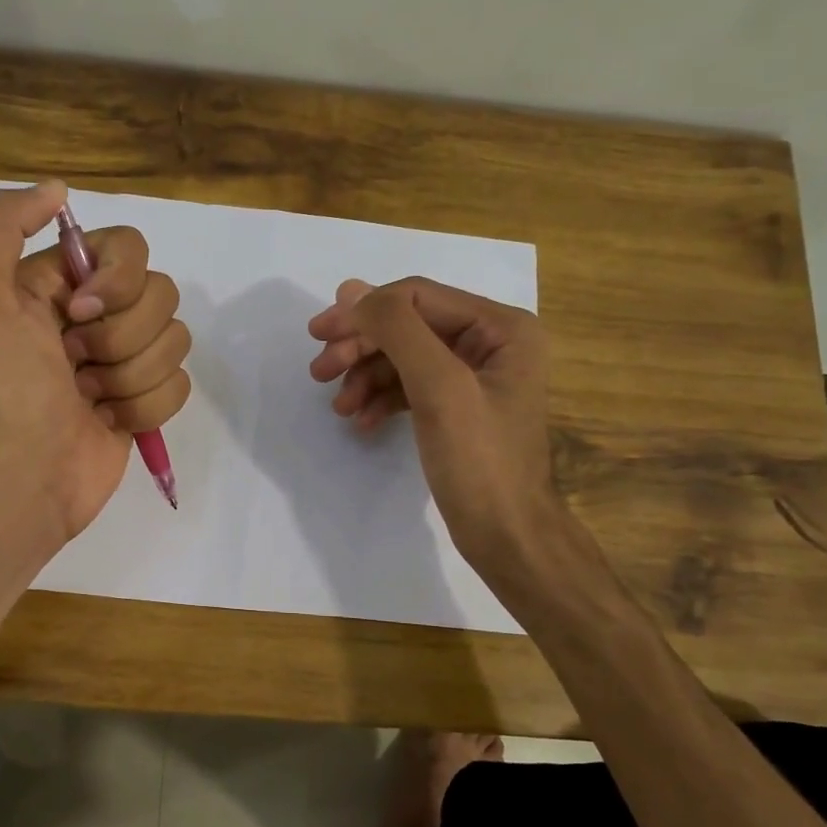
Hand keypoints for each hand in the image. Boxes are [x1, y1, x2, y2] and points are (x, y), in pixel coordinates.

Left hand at [0, 182, 190, 542]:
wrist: (26, 475)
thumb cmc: (4, 388)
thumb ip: (0, 225)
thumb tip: (58, 190)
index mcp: (60, 282)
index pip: (129, 247)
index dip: (117, 281)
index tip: (78, 315)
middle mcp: (96, 314)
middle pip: (161, 294)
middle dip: (120, 338)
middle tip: (74, 365)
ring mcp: (125, 358)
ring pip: (175, 340)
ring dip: (130, 376)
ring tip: (88, 397)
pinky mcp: (145, 398)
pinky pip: (180, 383)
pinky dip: (145, 406)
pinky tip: (107, 419)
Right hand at [307, 276, 558, 574]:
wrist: (508, 537)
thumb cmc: (480, 460)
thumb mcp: (439, 388)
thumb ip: (397, 331)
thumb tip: (350, 289)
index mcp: (501, 327)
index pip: (417, 298)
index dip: (364, 311)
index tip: (318, 336)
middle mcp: (491, 342)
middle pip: (408, 326)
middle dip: (361, 346)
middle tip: (318, 372)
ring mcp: (474, 376)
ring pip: (403, 357)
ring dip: (365, 376)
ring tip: (339, 406)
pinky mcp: (458, 406)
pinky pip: (410, 387)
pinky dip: (381, 399)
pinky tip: (360, 421)